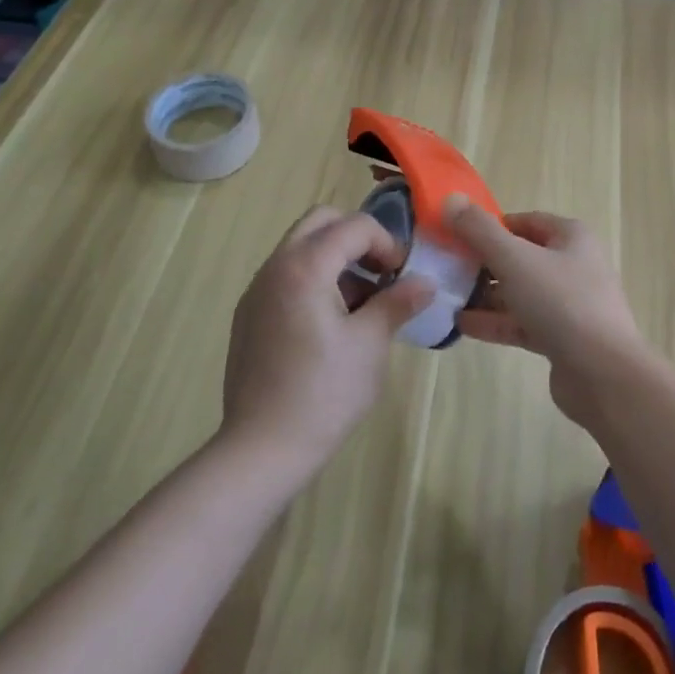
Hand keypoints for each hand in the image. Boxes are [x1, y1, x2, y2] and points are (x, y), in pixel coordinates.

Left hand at [219, 208, 432, 479]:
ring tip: (361, 302)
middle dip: (357, 237)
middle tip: (380, 272)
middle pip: (321, 222)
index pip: (354, 226)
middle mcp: (275, 267)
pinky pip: (286, 275)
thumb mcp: (371, 344)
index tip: (402, 275)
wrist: (260, 451)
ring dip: (335, 258)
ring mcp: (257, 291)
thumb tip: (425, 283)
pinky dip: (314, 279)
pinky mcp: (249, 316)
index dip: (387, 243)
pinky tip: (331, 324)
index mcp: (305, 266)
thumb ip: (398, 302)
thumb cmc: (322, 393)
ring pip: (301, 247)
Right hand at [445, 196, 645, 427]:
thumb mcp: (515, 259)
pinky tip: (462, 325)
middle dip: (485, 263)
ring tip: (448, 297)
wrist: (603, 373)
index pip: (526, 221)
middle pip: (521, 257)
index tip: (458, 235)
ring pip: (520, 292)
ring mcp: (569, 304)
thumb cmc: (561, 302)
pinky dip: (496, 322)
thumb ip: (480, 231)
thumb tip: (451, 199)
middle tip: (448, 268)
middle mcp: (573, 265)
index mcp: (571, 237)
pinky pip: (523, 322)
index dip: (492, 226)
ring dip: (486, 295)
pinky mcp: (561, 338)